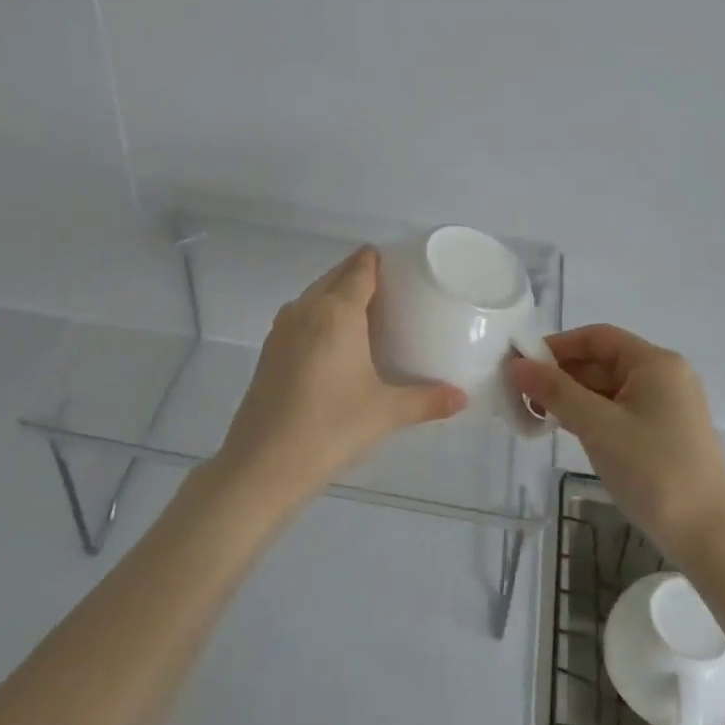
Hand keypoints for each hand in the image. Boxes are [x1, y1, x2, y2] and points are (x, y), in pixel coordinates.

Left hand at [215, 248, 466, 504]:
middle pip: (335, 277)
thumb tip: (461, 398)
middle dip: (359, 274)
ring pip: (314, 296)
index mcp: (336, 311)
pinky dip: (319, 316)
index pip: (360, 270)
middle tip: (391, 287)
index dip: (377, 260)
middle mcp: (306, 309)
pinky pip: (300, 317)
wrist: (263, 464)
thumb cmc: (331, 427)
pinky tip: (334, 342)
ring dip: (336, 294)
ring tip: (366, 311)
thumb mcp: (385, 413)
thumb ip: (426, 400)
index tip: (399, 261)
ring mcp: (282, 329)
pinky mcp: (269, 351)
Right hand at [509, 325, 724, 558]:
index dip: (557, 346)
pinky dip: (591, 414)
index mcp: (655, 363)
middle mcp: (665, 376)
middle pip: (602, 361)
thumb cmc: (653, 470)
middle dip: (561, 374)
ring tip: (538, 416)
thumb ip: (555, 391)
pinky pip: (620, 410)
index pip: (597, 337)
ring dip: (573, 397)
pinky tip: (567, 430)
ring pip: (609, 387)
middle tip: (523, 396)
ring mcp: (668, 406)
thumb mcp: (597, 426)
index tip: (523, 365)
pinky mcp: (665, 433)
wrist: (708, 536)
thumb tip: (516, 365)